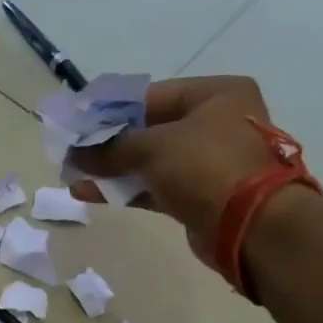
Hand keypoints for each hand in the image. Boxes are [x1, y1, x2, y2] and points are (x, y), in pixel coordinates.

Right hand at [68, 76, 305, 267]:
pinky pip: (155, 186)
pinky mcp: (201, 195)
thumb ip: (110, 148)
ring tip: (73, 174)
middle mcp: (217, 123)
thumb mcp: (152, 147)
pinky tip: (89, 192)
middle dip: (108, 143)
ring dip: (112, 168)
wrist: (251, 226)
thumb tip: (73, 153)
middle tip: (71, 151)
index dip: (111, 109)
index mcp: (216, 95)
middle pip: (149, 129)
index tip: (78, 121)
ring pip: (150, 161)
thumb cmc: (206, 166)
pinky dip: (126, 189)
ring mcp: (210, 162)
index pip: (151, 95)